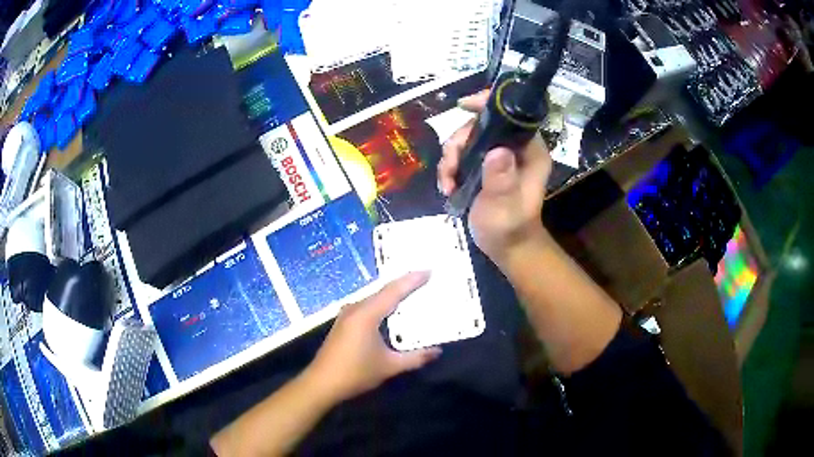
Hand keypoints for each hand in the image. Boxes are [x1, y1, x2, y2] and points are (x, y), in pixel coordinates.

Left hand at [304, 272, 441, 402]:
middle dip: (404, 284)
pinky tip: (389, 309)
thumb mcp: (390, 366)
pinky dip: (382, 303)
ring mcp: (347, 315)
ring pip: (374, 298)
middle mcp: (356, 309)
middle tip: (424, 278)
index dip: (412, 280)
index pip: (393, 291)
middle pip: (383, 291)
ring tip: (411, 290)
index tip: (429, 270)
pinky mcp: (343, 322)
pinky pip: (367, 305)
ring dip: (392, 293)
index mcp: (367, 314)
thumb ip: (416, 358)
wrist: (322, 383)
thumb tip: (437, 351)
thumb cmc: (356, 373)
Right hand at [437, 90, 552, 267]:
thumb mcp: (504, 206)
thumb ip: (501, 180)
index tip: (464, 106)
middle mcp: (515, 148)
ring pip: (468, 140)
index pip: (513, 115)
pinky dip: (450, 167)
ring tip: (446, 183)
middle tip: (449, 166)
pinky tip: (447, 187)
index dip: (489, 104)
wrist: (506, 248)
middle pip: (482, 125)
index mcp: (530, 152)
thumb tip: (496, 151)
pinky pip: (463, 155)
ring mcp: (499, 157)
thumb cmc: (509, 229)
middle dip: (459, 142)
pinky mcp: (485, 167)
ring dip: (451, 158)